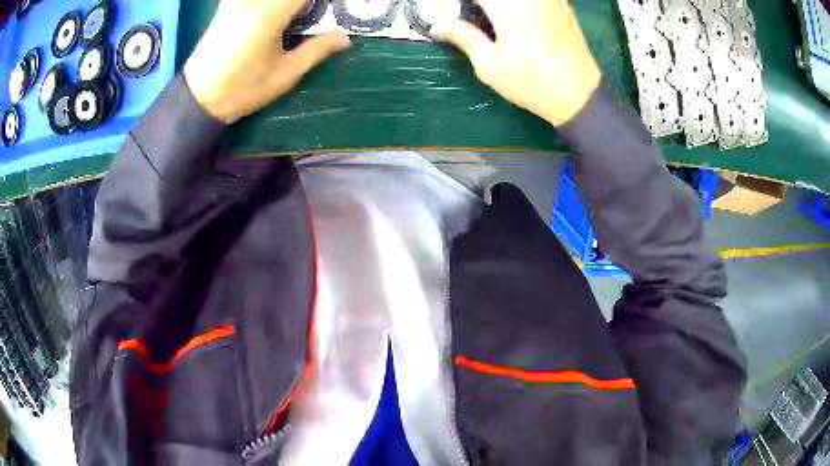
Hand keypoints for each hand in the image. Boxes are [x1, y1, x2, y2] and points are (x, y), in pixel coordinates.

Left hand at [184, 0, 351, 123]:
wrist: (197, 99)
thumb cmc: (241, 90)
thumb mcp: (284, 75)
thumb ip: (317, 50)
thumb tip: (345, 37)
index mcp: (268, 15)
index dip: (321, 0)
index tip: (331, 8)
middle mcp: (250, 1)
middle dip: (306, 3)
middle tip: (316, 12)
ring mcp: (235, 1)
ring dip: (289, 5)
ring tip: (299, 14)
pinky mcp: (226, 5)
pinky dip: (270, 4)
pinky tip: (275, 13)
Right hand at [435, 0, 600, 125]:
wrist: (580, 96)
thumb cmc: (533, 85)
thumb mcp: (491, 68)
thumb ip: (465, 38)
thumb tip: (436, 25)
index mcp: (509, 9)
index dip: (461, 1)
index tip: (451, 8)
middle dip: (480, 3)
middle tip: (471, 11)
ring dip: (498, 4)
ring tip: (488, 13)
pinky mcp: (561, 4)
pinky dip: (518, 4)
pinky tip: (514, 13)